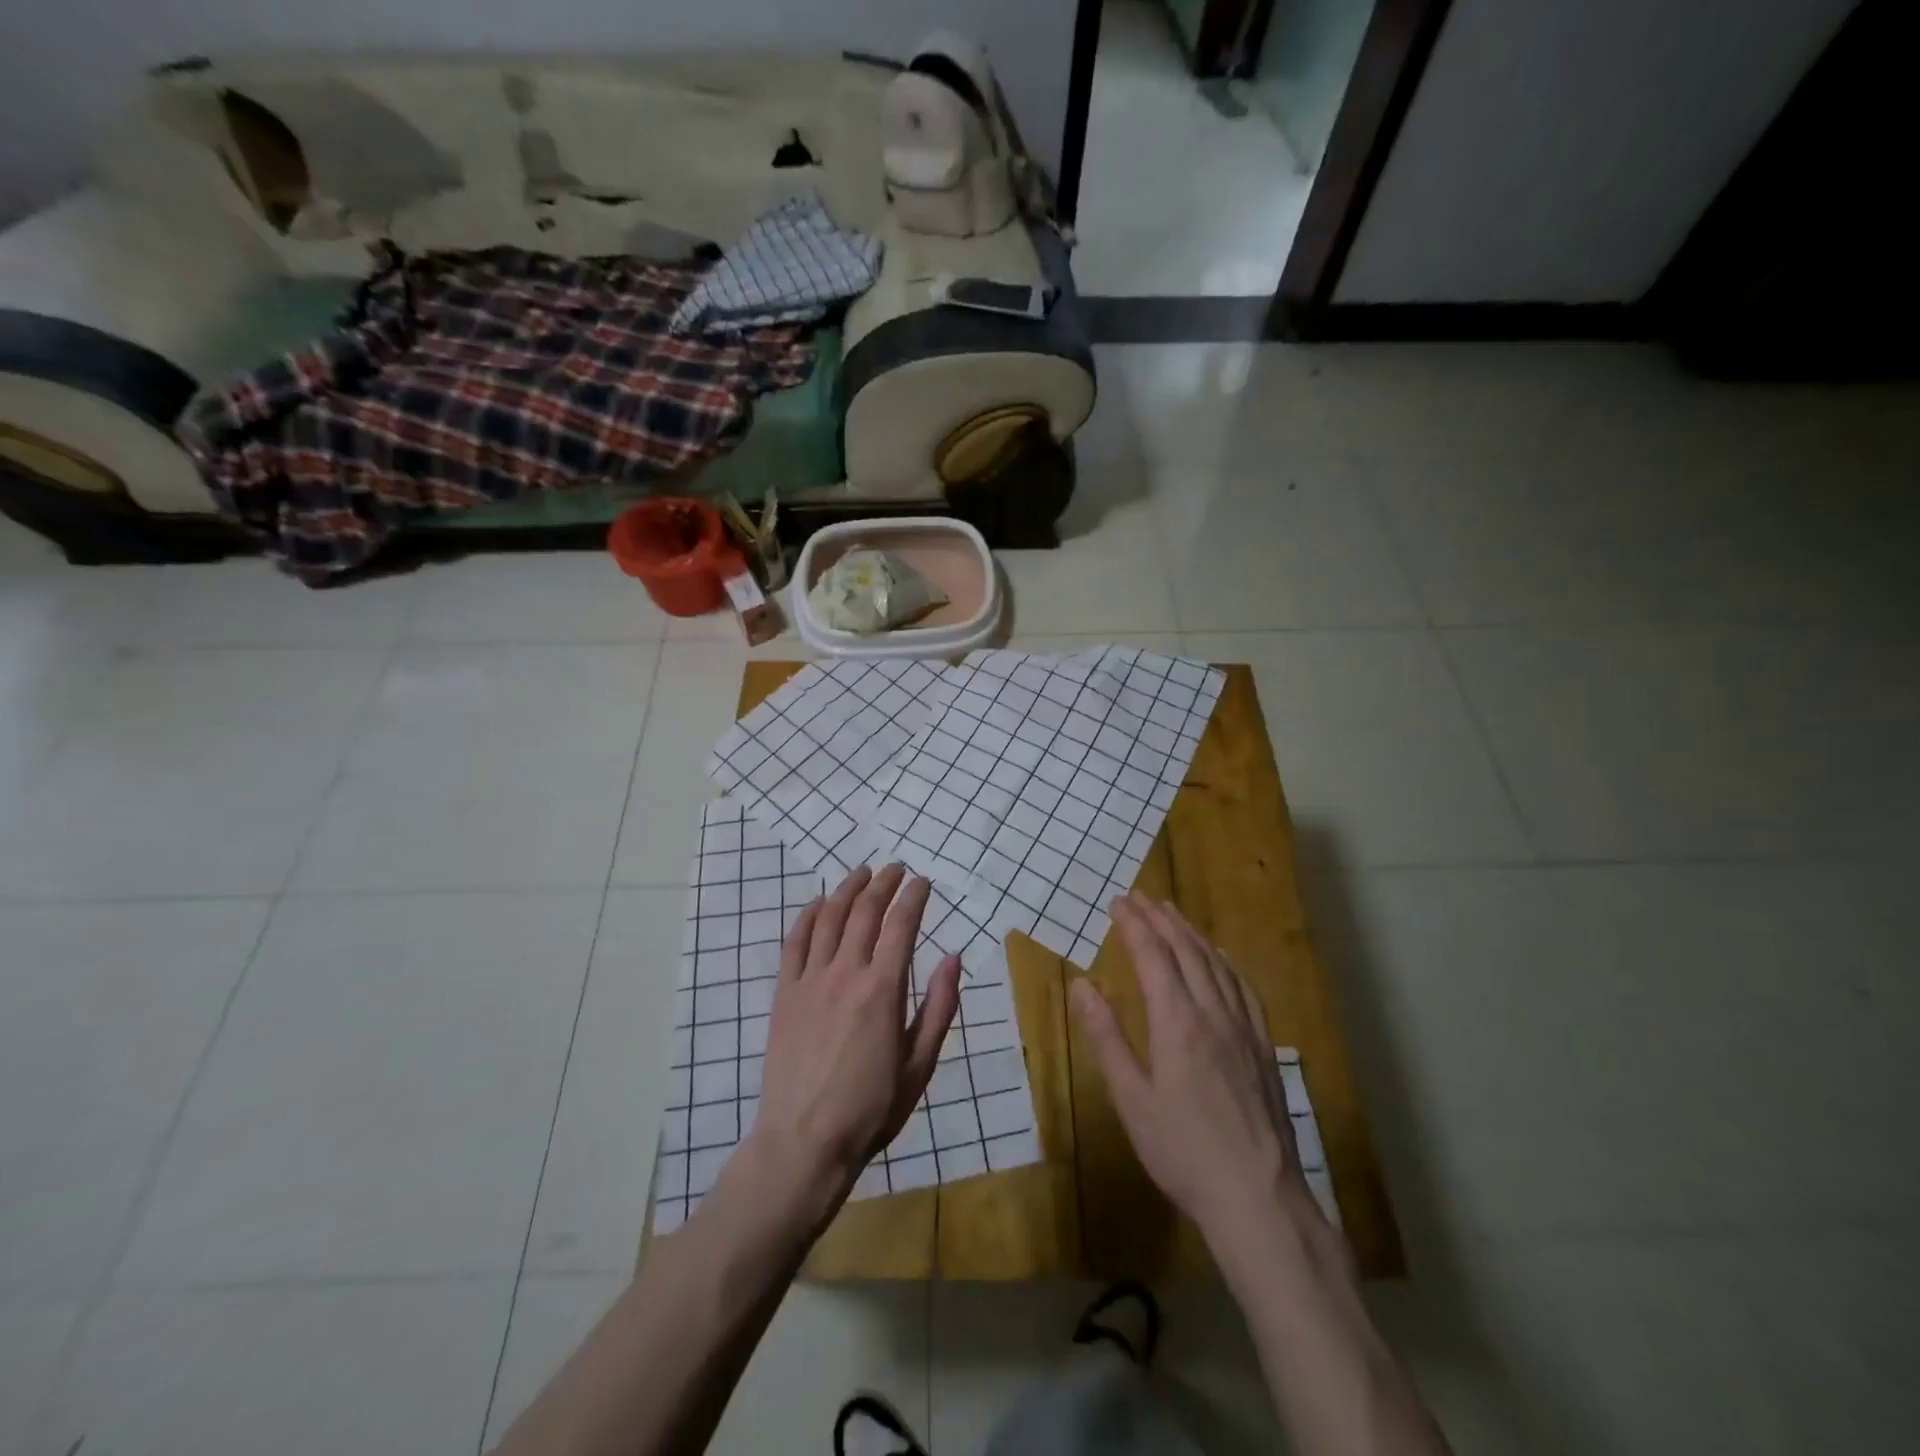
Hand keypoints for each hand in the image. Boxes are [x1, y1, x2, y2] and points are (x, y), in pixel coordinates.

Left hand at [749, 864, 961, 1208]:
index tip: (923, 881)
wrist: (803, 1142)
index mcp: (883, 989)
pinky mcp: (784, 993)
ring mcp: (810, 980)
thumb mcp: (921, 1064)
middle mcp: (846, 973)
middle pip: (865, 911)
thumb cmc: (871, 1108)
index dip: (914, 897)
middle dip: (883, 883)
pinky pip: (794, 942)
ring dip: (847, 889)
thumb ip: (939, 1007)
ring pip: (829, 918)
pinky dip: (808, 916)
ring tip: (861, 872)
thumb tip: (954, 956)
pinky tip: (818, 903)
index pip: (902, 925)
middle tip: (895, 868)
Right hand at [1070, 893, 1325, 1257]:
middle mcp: (1214, 1013)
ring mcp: (1245, 1029)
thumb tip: (1082, 986)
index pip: (1153, 956)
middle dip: (1161, 919)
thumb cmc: (1183, 1151)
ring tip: (1173, 913)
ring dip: (1192, 933)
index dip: (1134, 925)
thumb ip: (1107, 1038)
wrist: (1258, 1197)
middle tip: (1140, 896)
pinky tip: (1221, 959)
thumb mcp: (1132, 1099)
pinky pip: (1245, 989)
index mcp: (1178, 1022)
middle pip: (1187, 951)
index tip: (1118, 902)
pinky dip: (1226, 962)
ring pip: (1217, 964)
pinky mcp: (1264, 1047)